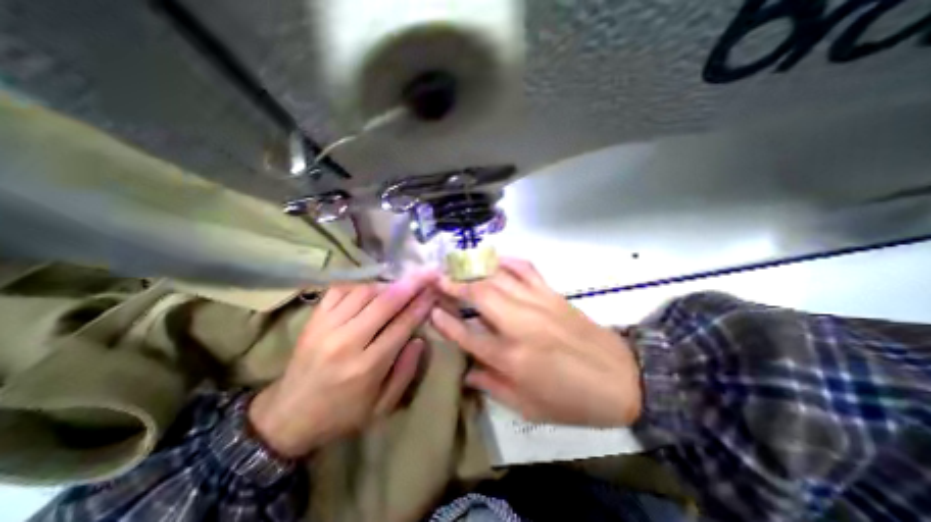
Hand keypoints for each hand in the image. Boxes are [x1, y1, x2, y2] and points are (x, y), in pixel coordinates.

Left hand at [248, 273, 435, 456]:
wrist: (288, 417)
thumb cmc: (342, 414)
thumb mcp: (382, 406)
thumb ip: (405, 372)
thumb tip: (418, 339)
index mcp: (367, 366)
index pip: (402, 325)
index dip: (421, 305)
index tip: (434, 290)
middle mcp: (347, 341)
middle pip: (385, 302)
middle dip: (411, 284)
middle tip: (427, 273)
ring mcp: (326, 327)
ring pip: (364, 292)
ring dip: (387, 285)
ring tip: (400, 286)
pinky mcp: (313, 319)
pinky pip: (340, 290)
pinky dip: (360, 285)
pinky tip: (371, 289)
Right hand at [430, 258, 639, 425]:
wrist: (622, 379)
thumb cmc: (573, 400)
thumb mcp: (529, 407)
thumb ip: (493, 386)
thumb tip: (466, 371)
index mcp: (511, 358)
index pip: (467, 334)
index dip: (445, 321)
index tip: (432, 310)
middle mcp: (519, 325)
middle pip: (479, 295)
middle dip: (454, 285)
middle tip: (437, 278)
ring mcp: (537, 304)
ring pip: (499, 278)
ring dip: (475, 270)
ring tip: (458, 266)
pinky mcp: (552, 294)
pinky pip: (526, 269)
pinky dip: (508, 261)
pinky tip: (496, 260)